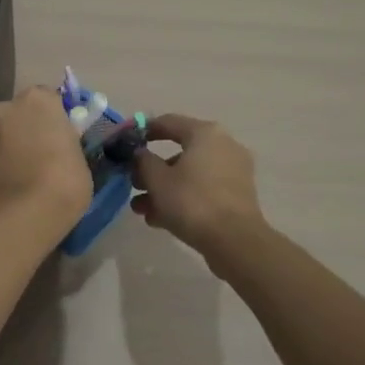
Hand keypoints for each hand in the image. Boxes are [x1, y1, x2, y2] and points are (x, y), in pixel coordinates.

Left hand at [0, 86, 91, 229]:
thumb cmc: (65, 177)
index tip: (66, 135)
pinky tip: (21, 182)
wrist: (26, 211)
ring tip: (36, 172)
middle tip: (50, 152)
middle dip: (34, 127)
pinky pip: (1, 154)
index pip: (51, 98)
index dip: (58, 117)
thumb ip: (67, 141)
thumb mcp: (79, 155)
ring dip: (19, 144)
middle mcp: (9, 107)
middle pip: (24, 112)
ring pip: (10, 133)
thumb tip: (61, 145)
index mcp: (38, 98)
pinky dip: (9, 162)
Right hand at [131, 115, 264, 254]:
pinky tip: (159, 220)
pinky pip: (203, 189)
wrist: (234, 241)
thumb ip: (143, 161)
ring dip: (164, 189)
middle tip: (134, 184)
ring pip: (190, 174)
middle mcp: (223, 146)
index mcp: (205, 133)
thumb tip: (140, 154)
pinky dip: (183, 198)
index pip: (168, 122)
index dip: (144, 130)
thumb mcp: (157, 179)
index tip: (126, 142)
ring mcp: (234, 171)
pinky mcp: (237, 196)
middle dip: (153, 170)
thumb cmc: (191, 201)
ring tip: (141, 210)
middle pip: (180, 152)